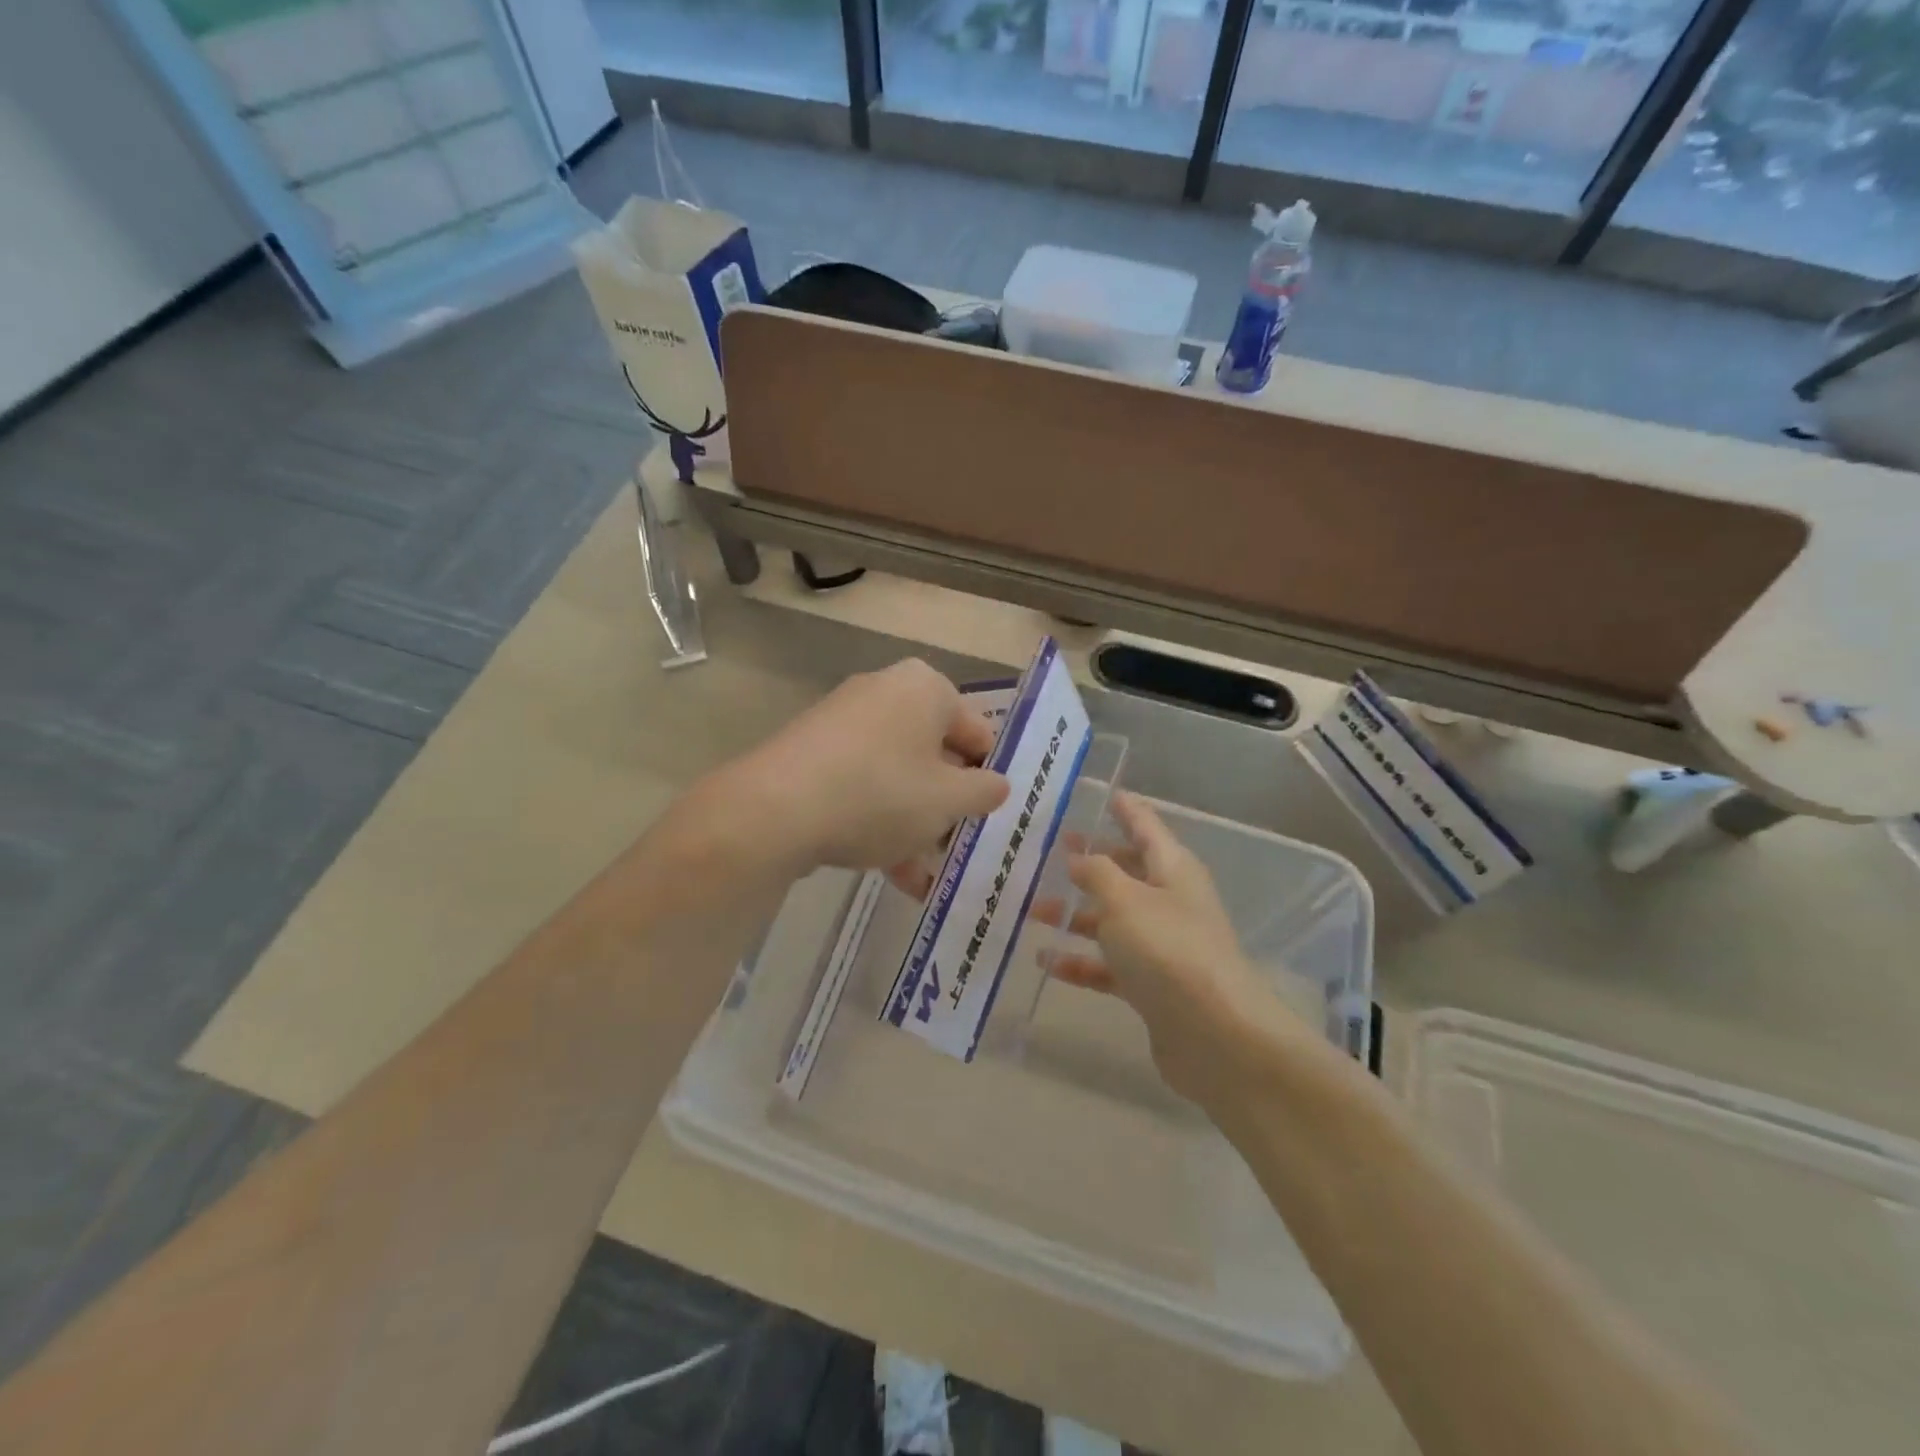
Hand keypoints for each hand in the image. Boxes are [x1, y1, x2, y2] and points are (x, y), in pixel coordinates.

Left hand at [742, 659, 1008, 883]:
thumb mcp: (948, 800)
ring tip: (922, 875)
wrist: (774, 809)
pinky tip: (888, 870)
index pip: (978, 733)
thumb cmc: (880, 794)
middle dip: (945, 806)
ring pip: (897, 775)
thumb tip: (996, 785)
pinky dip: (878, 820)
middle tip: (954, 847)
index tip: (988, 818)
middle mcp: (885, 692)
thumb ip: (984, 792)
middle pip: (934, 754)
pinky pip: (862, 783)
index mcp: (926, 688)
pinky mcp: (813, 751)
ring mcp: (844, 720)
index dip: (988, 778)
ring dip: (914, 824)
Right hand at [1050, 792, 1315, 1104]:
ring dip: (1075, 914)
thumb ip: (1097, 872)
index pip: (1146, 827)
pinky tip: (1045, 961)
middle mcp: (1170, 902)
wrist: (1216, 1035)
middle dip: (1092, 861)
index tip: (1104, 793)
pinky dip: (1080, 960)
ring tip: (1031, 909)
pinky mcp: (1152, 985)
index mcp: (1172, 869)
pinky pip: (1109, 964)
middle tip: (1053, 850)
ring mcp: (1162, 945)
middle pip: (1127, 872)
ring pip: (1112, 919)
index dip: (1126, 809)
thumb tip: (1079, 857)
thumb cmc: (1168, 949)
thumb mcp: (1124, 899)